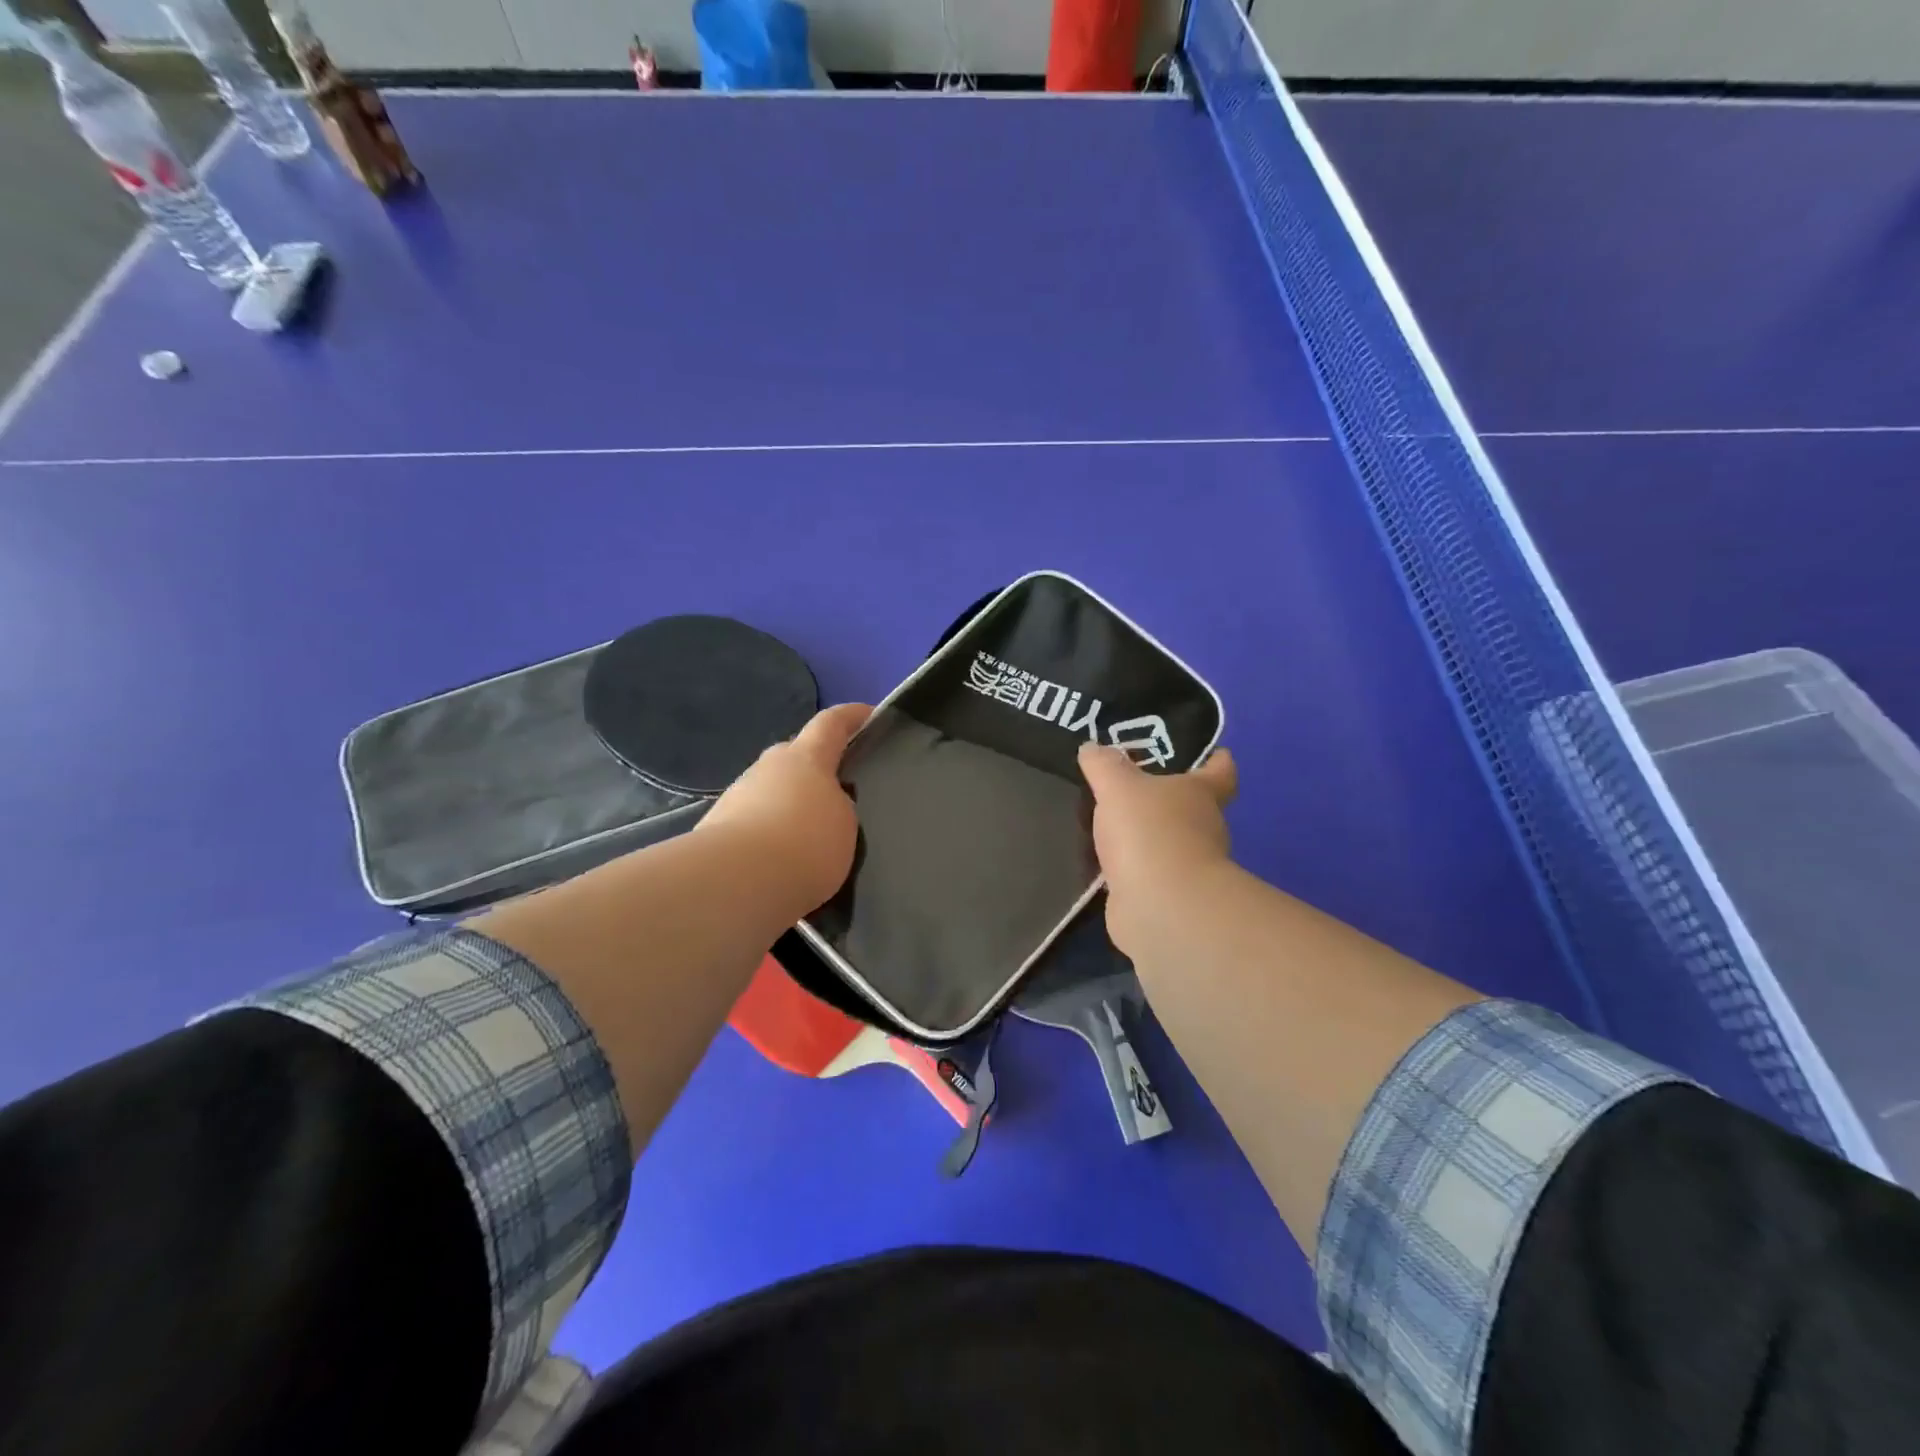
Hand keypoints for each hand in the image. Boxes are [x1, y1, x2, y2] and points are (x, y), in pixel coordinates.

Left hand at [697, 703, 871, 916]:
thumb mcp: (844, 824)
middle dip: (817, 768)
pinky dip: (771, 832)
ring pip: (773, 790)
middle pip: (796, 757)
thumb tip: (825, 803)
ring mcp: (738, 795)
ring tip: (812, 833)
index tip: (868, 714)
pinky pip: (755, 821)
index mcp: (805, 758)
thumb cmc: (805, 844)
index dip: (851, 716)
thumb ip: (839, 805)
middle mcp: (768, 766)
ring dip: (791, 803)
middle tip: (839, 789)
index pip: (830, 723)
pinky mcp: (718, 827)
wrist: (735, 883)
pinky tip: (783, 859)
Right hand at [1079, 743, 1237, 958]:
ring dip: (1146, 834)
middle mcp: (1204, 828)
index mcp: (1202, 794)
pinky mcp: (1166, 896)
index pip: (1220, 772)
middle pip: (1191, 807)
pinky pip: (1146, 872)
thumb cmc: (1150, 832)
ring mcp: (1188, 866)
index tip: (1209, 754)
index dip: (1215, 761)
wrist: (1160, 906)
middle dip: (1167, 798)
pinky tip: (1103, 860)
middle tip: (1131, 785)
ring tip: (1108, 822)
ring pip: (1167, 841)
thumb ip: (1104, 765)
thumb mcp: (1118, 786)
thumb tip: (1092, 747)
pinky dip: (1131, 866)